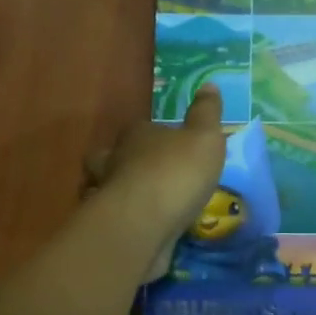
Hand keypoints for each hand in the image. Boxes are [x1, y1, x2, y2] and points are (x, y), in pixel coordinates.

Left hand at [85, 85, 227, 282]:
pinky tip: (141, 231)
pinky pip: (116, 221)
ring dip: (119, 194)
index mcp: (137, 136)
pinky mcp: (109, 229)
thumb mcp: (204, 138)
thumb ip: (206, 114)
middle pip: (110, 157)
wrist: (144, 224)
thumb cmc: (175, 173)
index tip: (165, 141)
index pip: (139, 128)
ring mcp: (108, 197)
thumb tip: (209, 84)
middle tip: (143, 172)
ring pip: (106, 190)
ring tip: (143, 205)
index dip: (150, 133)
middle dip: (121, 163)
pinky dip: (125, 224)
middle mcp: (116, 162)